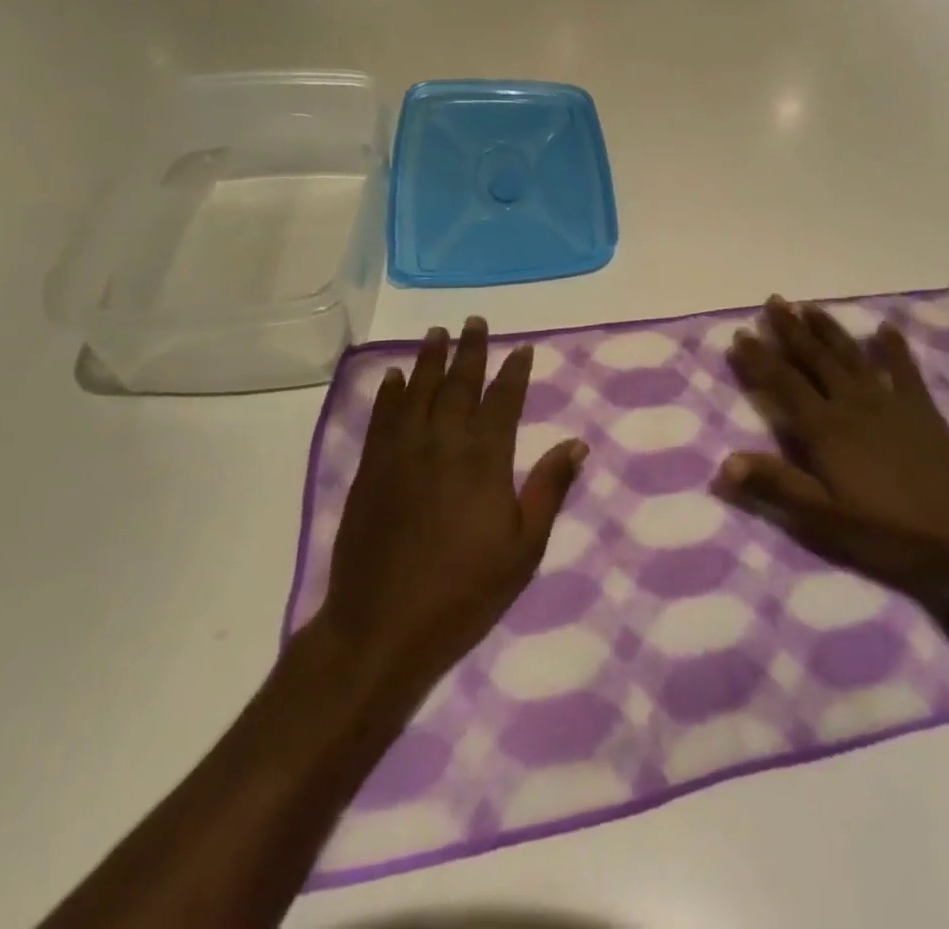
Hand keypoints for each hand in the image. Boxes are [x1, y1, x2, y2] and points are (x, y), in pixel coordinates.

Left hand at [315, 318, 587, 697]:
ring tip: (436, 333)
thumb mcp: (524, 548)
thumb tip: (577, 443)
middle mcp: (443, 443)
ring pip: (418, 391)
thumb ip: (549, 489)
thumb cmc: (464, 592)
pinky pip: (382, 418)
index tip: (522, 348)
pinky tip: (393, 377)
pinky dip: (389, 393)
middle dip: (470, 350)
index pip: (504, 401)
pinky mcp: (370, 469)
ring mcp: (402, 453)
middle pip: (459, 384)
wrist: (381, 627)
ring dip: (429, 359)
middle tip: (474, 320)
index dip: (515, 372)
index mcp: (485, 459)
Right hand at [716, 297, 948, 599]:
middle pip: (815, 359)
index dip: (759, 359)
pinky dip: (894, 347)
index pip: (783, 384)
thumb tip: (725, 462)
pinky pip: (905, 370)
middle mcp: (853, 404)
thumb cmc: (894, 531)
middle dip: (790, 330)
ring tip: (810, 306)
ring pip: (852, 356)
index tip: (739, 334)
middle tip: (773, 301)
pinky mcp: (923, 410)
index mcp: (826, 429)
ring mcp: (890, 402)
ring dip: (828, 329)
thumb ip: (778, 486)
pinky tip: (886, 328)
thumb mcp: (827, 518)